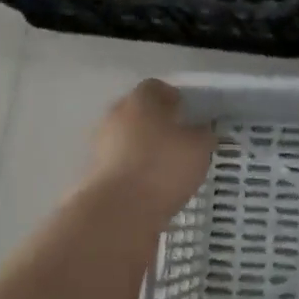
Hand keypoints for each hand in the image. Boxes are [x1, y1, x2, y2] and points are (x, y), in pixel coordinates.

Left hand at [85, 79, 216, 220]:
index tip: (187, 112)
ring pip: (127, 138)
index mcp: (140, 100)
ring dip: (143, 147)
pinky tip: (151, 185)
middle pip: (138, 111)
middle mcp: (115, 115)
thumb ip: (203, 134)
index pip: (156, 87)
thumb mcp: (199, 147)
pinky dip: (134, 170)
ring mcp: (101, 145)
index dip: (173, 97)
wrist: (118, 212)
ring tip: (166, 166)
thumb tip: (200, 130)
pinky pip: (121, 163)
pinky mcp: (95, 173)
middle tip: (178, 138)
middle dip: (156, 122)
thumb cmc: (162, 167)